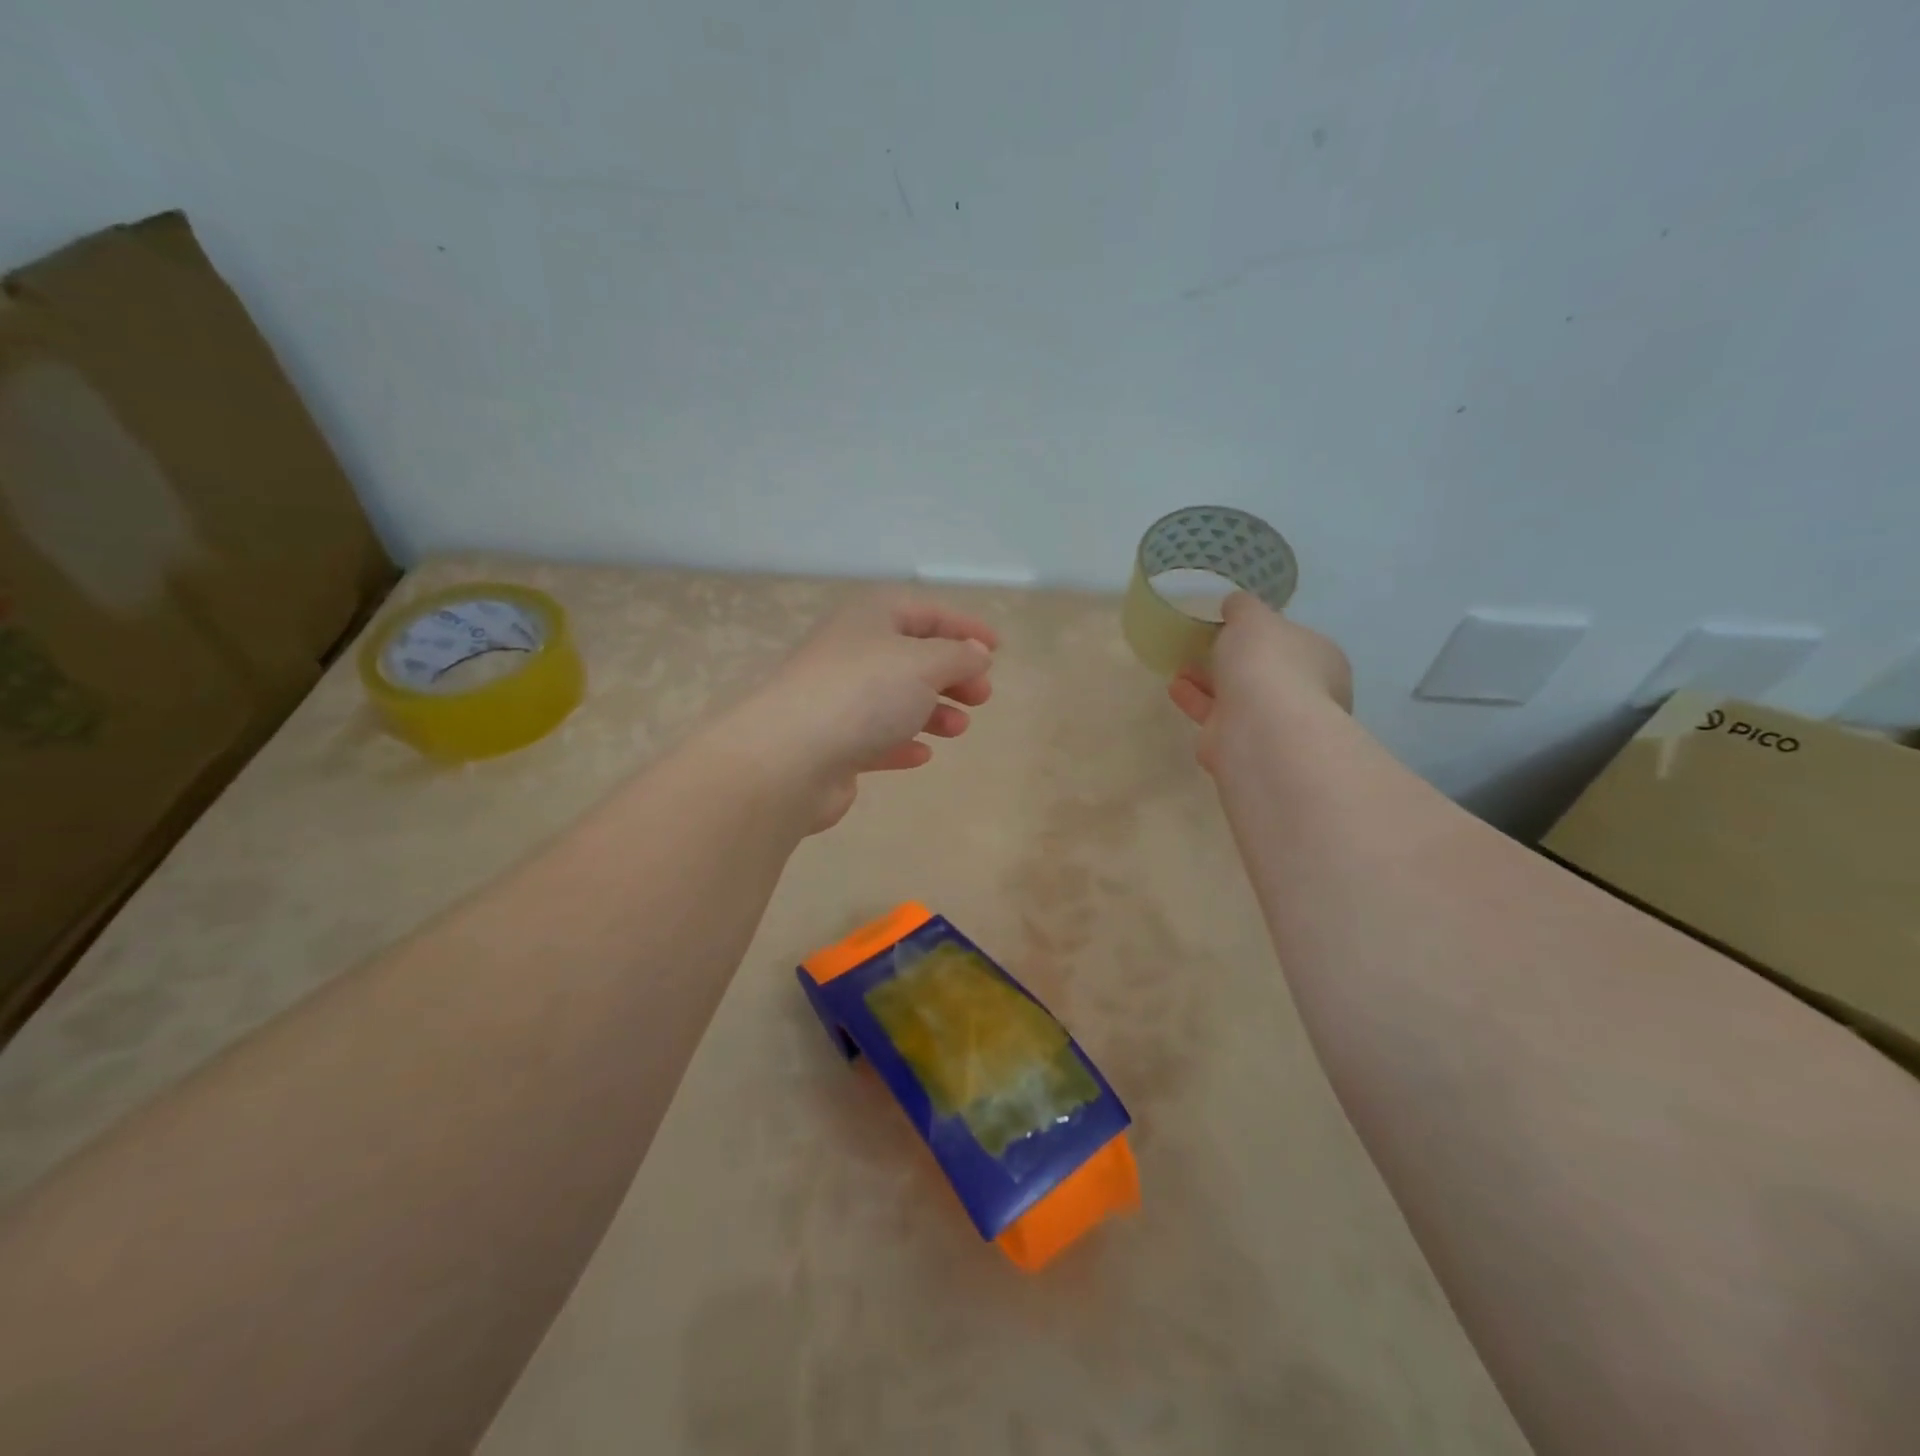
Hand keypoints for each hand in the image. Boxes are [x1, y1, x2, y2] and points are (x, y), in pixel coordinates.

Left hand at [724, 592, 997, 831]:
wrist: (790, 757)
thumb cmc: (864, 694)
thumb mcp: (924, 664)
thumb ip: (958, 656)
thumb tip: (976, 653)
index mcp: (870, 618)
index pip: (926, 611)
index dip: (964, 626)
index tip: (997, 649)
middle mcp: (851, 652)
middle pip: (911, 656)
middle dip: (951, 675)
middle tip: (982, 696)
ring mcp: (837, 699)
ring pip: (895, 699)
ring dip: (932, 711)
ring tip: (959, 728)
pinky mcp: (831, 742)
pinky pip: (875, 737)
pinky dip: (901, 741)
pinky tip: (920, 755)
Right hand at [1167, 592, 1351, 774]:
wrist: (1259, 729)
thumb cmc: (1267, 663)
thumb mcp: (1252, 617)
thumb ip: (1242, 607)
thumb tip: (1236, 604)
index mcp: (1322, 661)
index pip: (1296, 643)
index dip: (1267, 634)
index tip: (1237, 627)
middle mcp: (1305, 694)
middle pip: (1267, 673)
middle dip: (1236, 661)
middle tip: (1206, 646)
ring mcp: (1274, 724)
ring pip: (1239, 697)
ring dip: (1210, 682)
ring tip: (1181, 666)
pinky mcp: (1243, 746)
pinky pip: (1217, 718)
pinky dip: (1197, 701)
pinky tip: (1175, 687)